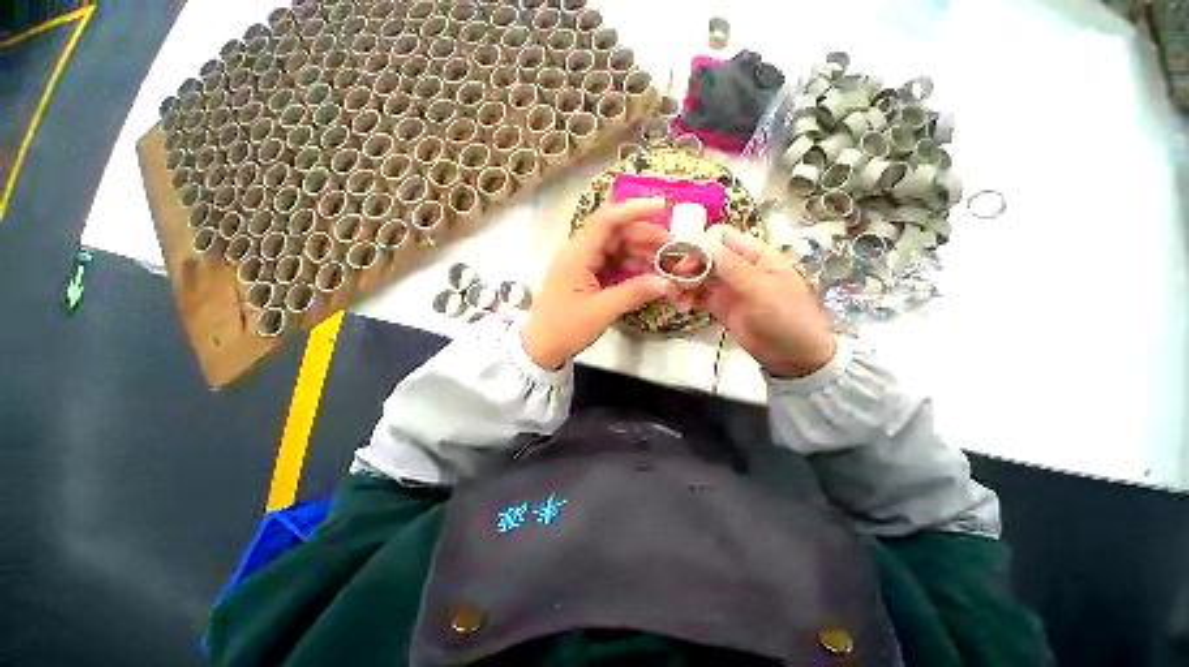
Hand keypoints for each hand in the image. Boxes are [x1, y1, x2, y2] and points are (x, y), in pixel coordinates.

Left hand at [521, 198, 672, 368]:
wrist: (542, 348)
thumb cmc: (565, 328)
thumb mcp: (601, 311)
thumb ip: (634, 293)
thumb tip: (667, 282)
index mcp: (577, 254)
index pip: (606, 220)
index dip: (634, 210)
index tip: (662, 207)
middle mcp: (579, 253)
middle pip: (615, 234)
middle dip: (645, 237)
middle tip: (674, 247)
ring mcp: (583, 265)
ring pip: (617, 249)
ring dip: (641, 254)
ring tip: (667, 263)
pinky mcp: (587, 277)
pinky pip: (613, 265)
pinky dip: (632, 268)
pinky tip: (649, 275)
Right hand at [690, 225, 835, 377]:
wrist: (793, 356)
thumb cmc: (787, 317)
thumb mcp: (762, 289)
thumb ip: (732, 267)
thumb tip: (704, 243)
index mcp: (754, 254)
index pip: (721, 236)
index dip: (701, 245)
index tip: (687, 263)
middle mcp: (738, 266)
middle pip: (704, 255)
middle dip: (688, 266)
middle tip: (676, 283)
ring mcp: (727, 286)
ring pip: (697, 275)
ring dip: (684, 284)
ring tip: (679, 301)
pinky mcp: (719, 305)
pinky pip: (697, 295)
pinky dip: (687, 297)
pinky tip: (683, 307)